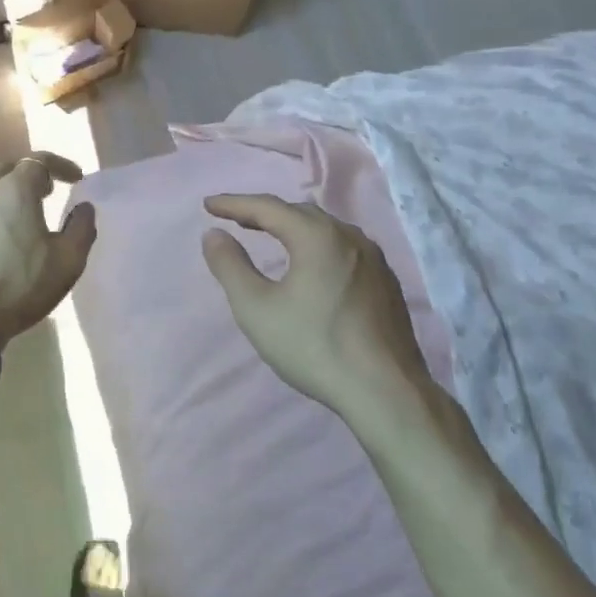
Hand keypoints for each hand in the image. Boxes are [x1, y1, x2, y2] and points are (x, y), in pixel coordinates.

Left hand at [0, 153, 97, 348]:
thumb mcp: (67, 262)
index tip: (75, 178)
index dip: (60, 166)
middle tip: (43, 195)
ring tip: (14, 221)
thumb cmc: (17, 287)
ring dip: (0, 199)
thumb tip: (84, 207)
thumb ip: (81, 228)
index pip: (40, 161)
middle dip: (27, 177)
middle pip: (5, 171)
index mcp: (13, 189)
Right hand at [201, 194, 438, 421]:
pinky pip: (344, 248)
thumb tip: (213, 234)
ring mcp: (374, 259)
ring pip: (326, 229)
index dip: (234, 204)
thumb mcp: (256, 308)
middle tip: (237, 220)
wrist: (387, 393)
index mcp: (317, 236)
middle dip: (265, 213)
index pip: (267, 207)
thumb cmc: (313, 346)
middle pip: (299, 213)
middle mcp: (349, 237)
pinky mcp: (387, 283)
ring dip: (294, 227)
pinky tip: (312, 265)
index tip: (208, 205)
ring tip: (271, 235)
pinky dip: (317, 245)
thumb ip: (230, 266)